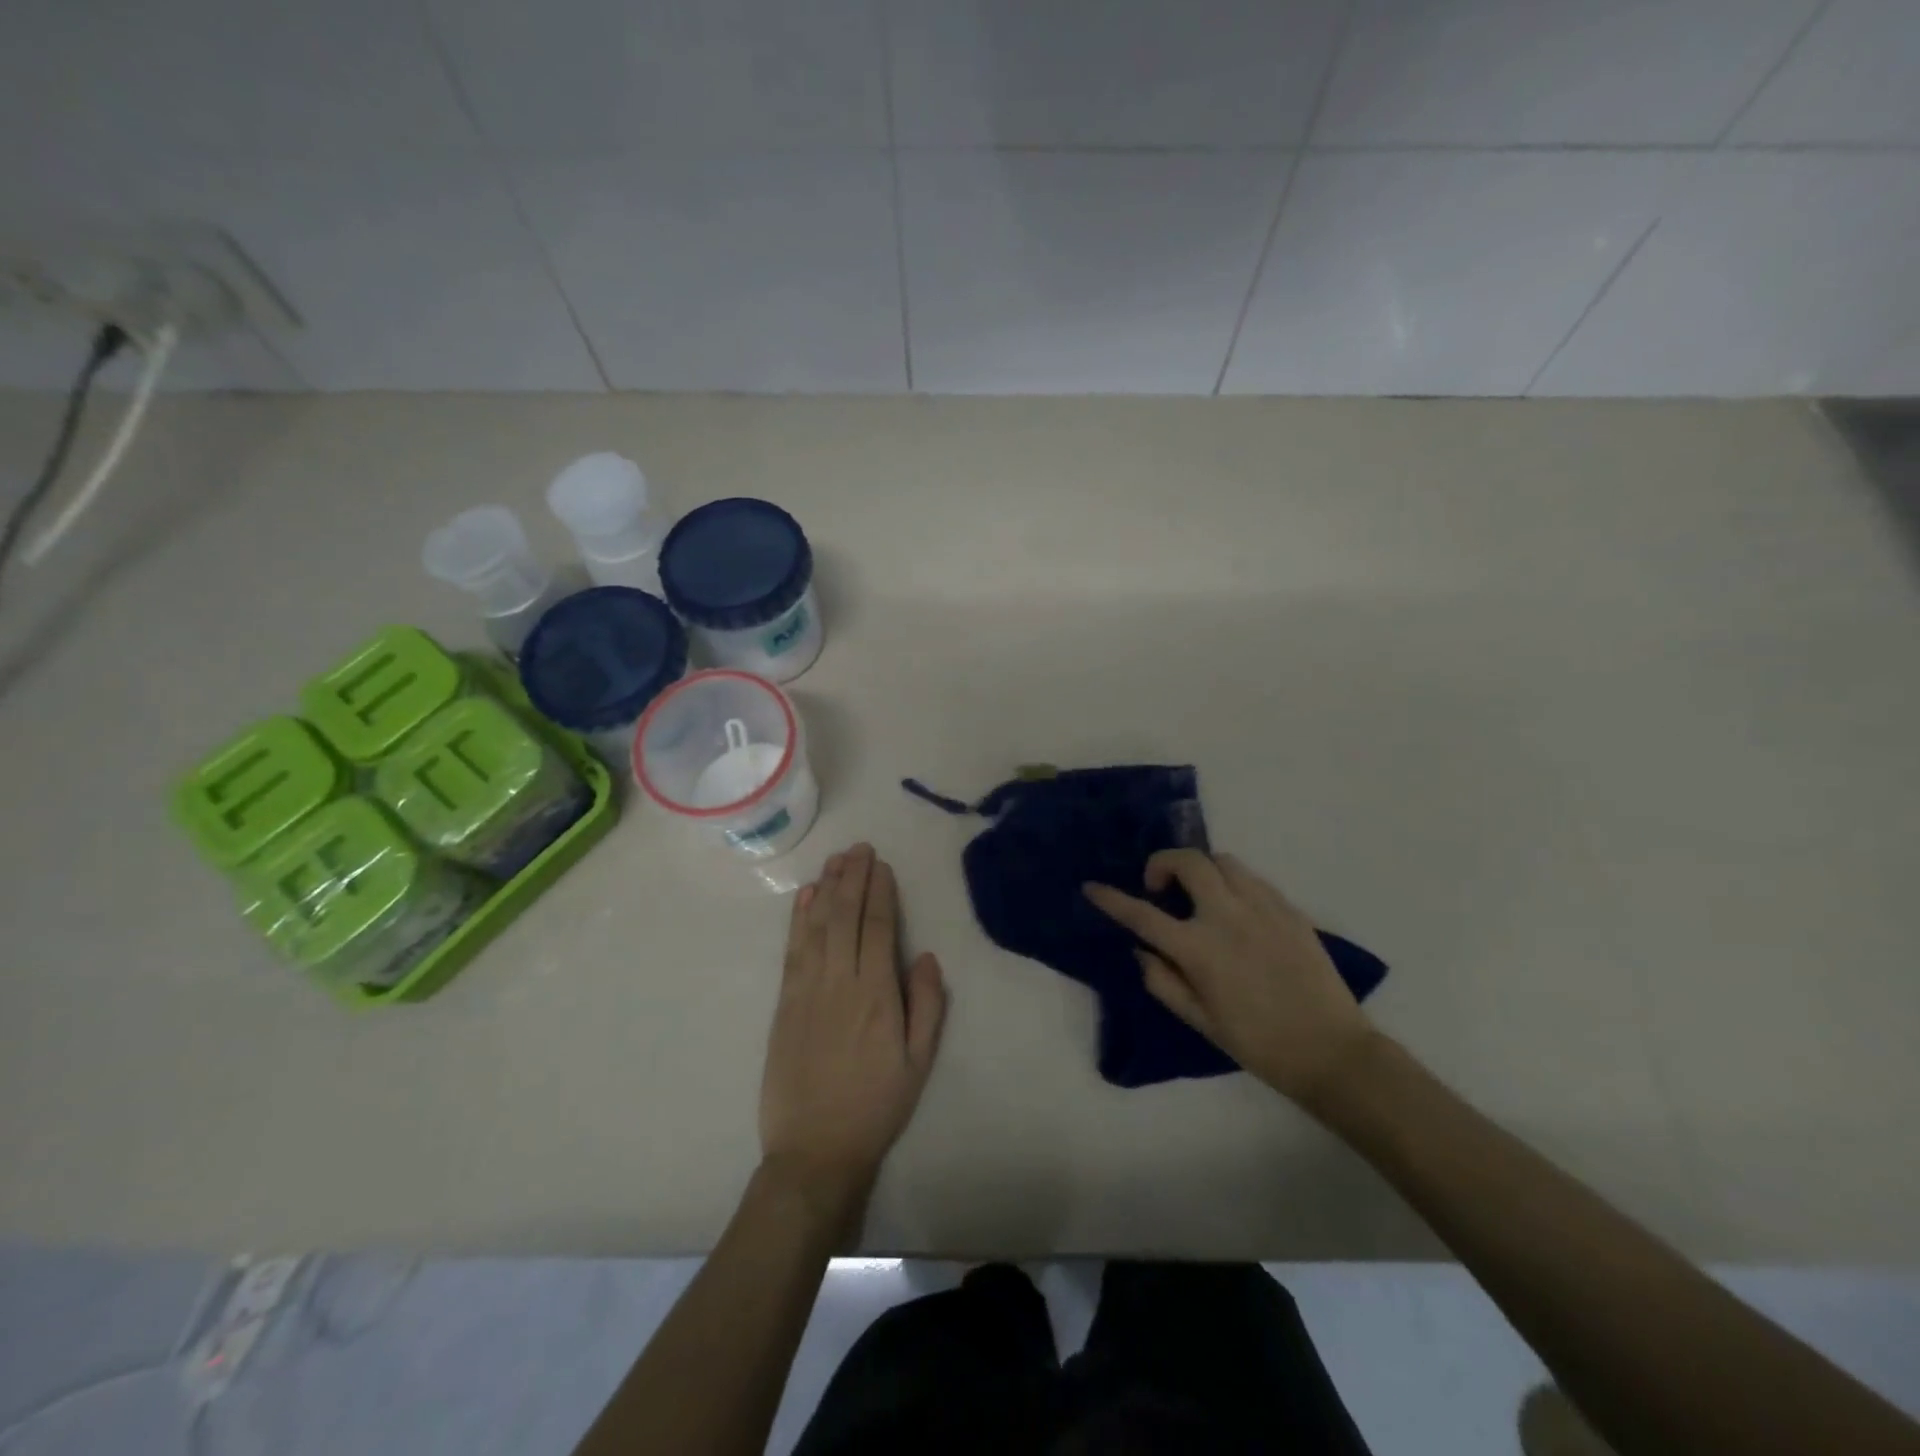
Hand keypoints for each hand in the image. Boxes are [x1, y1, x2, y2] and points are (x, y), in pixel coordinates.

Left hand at [759, 843, 946, 1211]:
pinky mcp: (784, 1003)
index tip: (882, 866)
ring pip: (817, 926)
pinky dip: (799, 919)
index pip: (877, 928)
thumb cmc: (875, 1106)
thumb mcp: (919, 1063)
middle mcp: (839, 981)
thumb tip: (925, 956)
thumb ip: (927, 1006)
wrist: (815, 1150)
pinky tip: (805, 897)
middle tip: (860, 848)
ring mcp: (806, 990)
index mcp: (876, 994)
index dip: (879, 892)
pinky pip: (792, 949)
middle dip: (854, 878)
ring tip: (836, 860)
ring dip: (827, 888)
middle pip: (845, 916)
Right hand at [1084, 850, 1374, 1106]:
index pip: (1142, 914)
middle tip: (1158, 887)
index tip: (1092, 888)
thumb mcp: (1200, 1021)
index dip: (1112, 899)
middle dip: (1162, 863)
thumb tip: (1141, 950)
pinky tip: (1234, 908)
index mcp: (1199, 949)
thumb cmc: (1258, 1043)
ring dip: (1200, 869)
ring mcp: (1262, 907)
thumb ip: (1163, 981)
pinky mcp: (1289, 909)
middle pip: (1187, 861)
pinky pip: (1252, 878)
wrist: (1332, 1051)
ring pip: (1222, 861)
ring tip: (1198, 895)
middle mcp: (1227, 916)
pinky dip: (1231, 882)